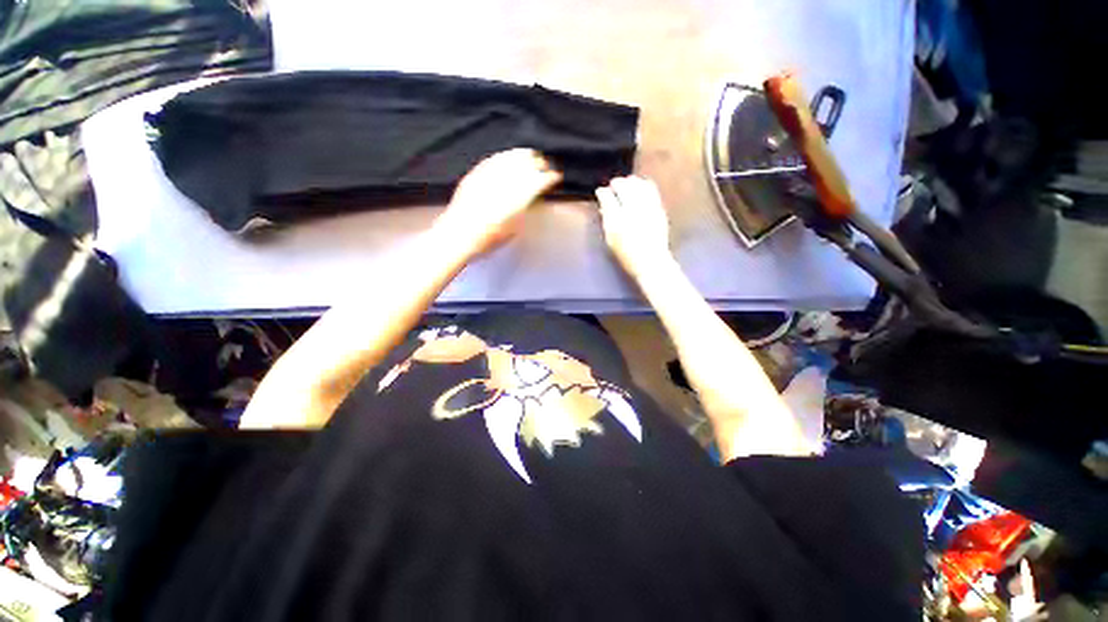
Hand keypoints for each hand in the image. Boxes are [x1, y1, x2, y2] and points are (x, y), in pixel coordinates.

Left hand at [435, 149, 560, 257]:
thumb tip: (531, 197)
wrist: (458, 235)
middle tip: (545, 165)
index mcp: (517, 199)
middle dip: (538, 164)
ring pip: (509, 159)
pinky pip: (492, 160)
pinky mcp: (475, 175)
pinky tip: (508, 155)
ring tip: (530, 154)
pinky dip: (504, 156)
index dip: (549, 178)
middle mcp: (504, 183)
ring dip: (523, 155)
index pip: (538, 182)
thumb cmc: (489, 239)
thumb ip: (523, 209)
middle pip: (526, 166)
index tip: (555, 177)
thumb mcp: (514, 228)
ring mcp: (488, 177)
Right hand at [595, 176, 672, 275]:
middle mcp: (632, 210)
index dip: (602, 193)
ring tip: (626, 185)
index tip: (601, 192)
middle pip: (622, 186)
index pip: (607, 197)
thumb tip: (603, 206)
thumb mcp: (610, 240)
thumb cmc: (627, 255)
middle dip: (616, 184)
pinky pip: (650, 189)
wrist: (651, 262)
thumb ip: (606, 220)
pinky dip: (643, 184)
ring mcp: (647, 207)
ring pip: (637, 184)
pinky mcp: (658, 208)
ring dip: (630, 182)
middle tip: (613, 186)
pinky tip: (640, 186)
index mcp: (617, 220)